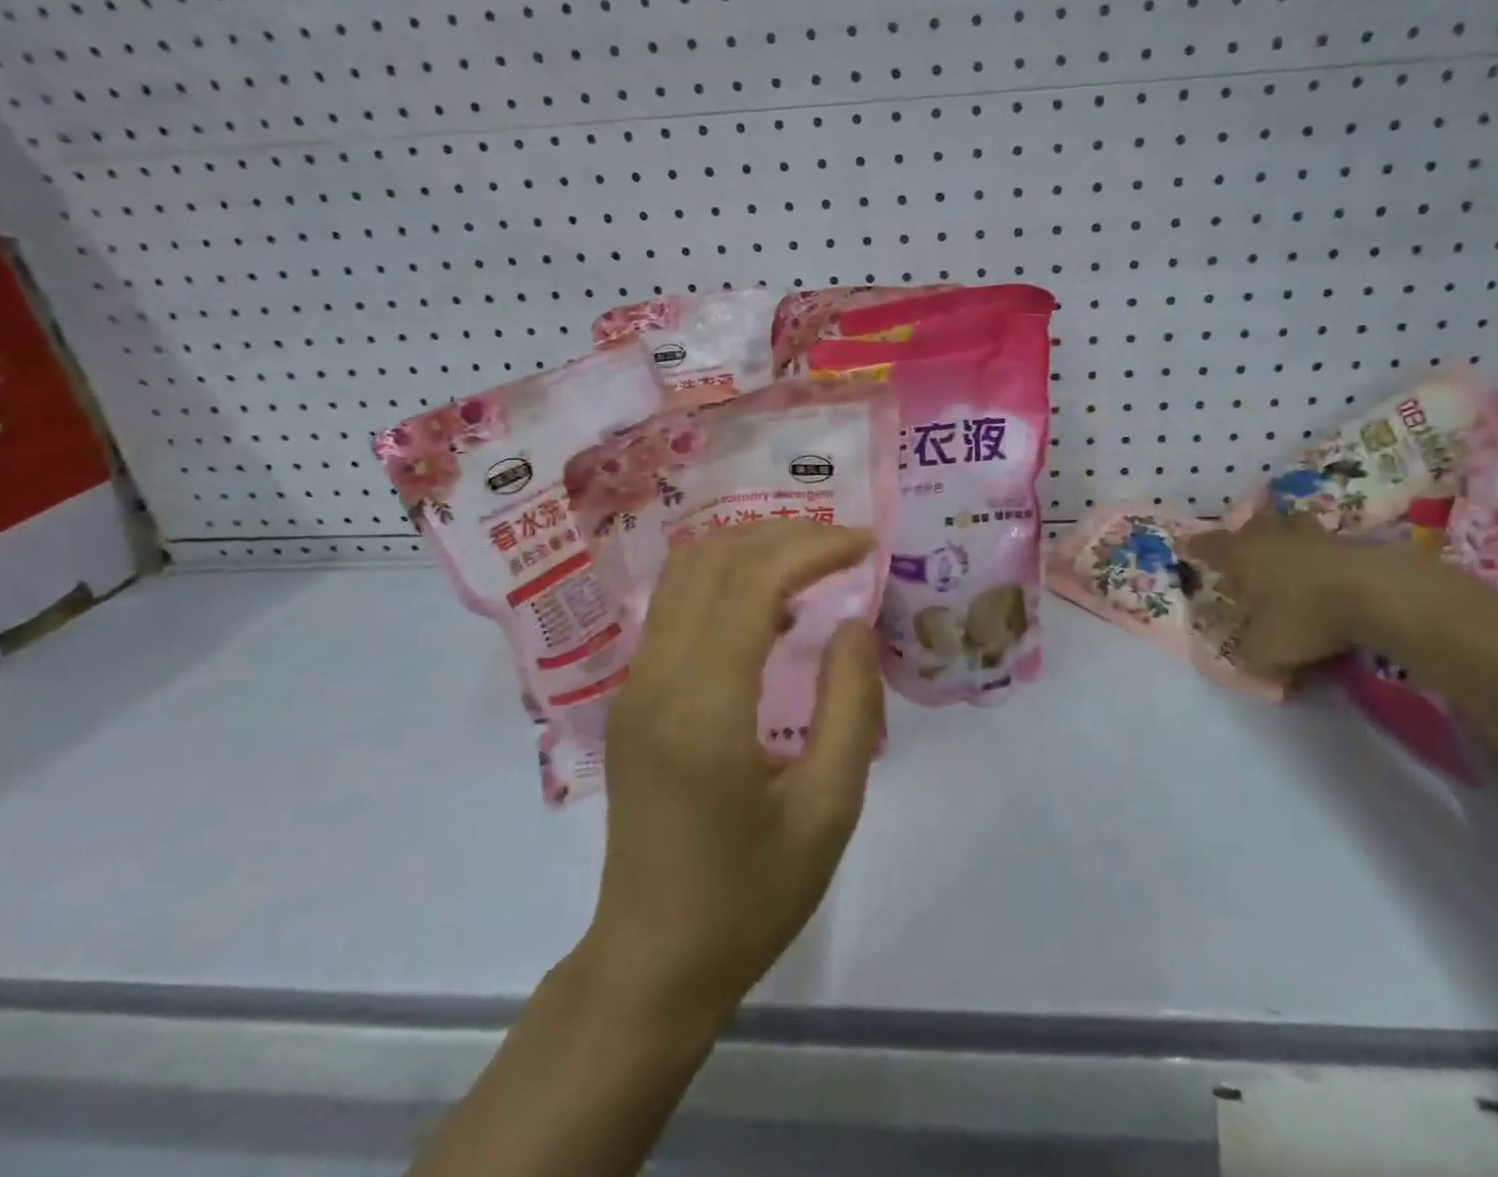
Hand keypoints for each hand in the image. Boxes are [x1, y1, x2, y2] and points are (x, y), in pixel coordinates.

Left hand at [582, 521, 884, 1031]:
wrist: (652, 962)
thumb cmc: (750, 896)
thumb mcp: (829, 810)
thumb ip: (850, 706)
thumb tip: (852, 623)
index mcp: (703, 711)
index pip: (751, 584)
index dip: (812, 548)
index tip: (865, 545)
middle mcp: (656, 681)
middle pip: (711, 561)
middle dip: (783, 535)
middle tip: (845, 545)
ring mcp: (634, 685)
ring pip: (686, 574)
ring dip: (751, 549)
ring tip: (814, 562)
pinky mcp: (632, 697)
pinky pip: (676, 607)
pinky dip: (727, 581)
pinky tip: (773, 608)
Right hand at [1183, 511, 1368, 685]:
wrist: (1377, 594)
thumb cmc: (1304, 616)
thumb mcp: (1265, 650)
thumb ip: (1248, 657)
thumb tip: (1246, 662)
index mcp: (1240, 555)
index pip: (1207, 546)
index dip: (1195, 549)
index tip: (1186, 548)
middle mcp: (1270, 537)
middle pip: (1250, 527)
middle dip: (1243, 538)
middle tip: (1241, 552)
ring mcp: (1311, 535)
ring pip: (1289, 528)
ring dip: (1284, 539)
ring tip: (1285, 556)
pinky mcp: (1350, 542)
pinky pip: (1324, 545)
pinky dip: (1319, 556)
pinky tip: (1324, 574)